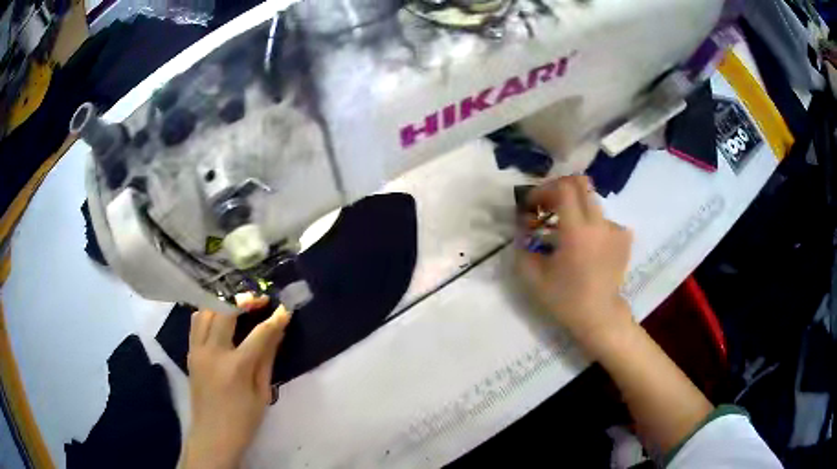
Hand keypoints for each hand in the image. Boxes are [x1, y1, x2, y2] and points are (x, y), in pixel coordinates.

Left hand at [183, 294, 290, 468]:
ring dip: (223, 302)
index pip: (259, 334)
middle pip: (225, 311)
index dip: (274, 319)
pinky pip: (196, 322)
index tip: (285, 309)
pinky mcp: (189, 352)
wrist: (212, 435)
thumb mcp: (262, 393)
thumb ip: (267, 358)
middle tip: (260, 300)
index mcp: (235, 368)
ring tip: (240, 304)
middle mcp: (212, 352)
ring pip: (206, 310)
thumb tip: (277, 331)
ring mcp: (197, 350)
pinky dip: (208, 312)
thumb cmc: (243, 420)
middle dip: (245, 300)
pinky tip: (220, 317)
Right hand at [517, 176, 633, 346]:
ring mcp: (614, 229)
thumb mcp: (533, 276)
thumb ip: (523, 245)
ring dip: (575, 208)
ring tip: (565, 231)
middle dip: (559, 189)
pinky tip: (585, 244)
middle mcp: (599, 223)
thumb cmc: (565, 299)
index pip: (563, 188)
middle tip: (547, 207)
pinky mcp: (623, 239)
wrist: (599, 317)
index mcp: (577, 230)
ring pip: (592, 202)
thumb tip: (522, 226)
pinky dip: (590, 225)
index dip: (543, 189)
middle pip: (581, 184)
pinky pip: (604, 220)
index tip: (532, 205)